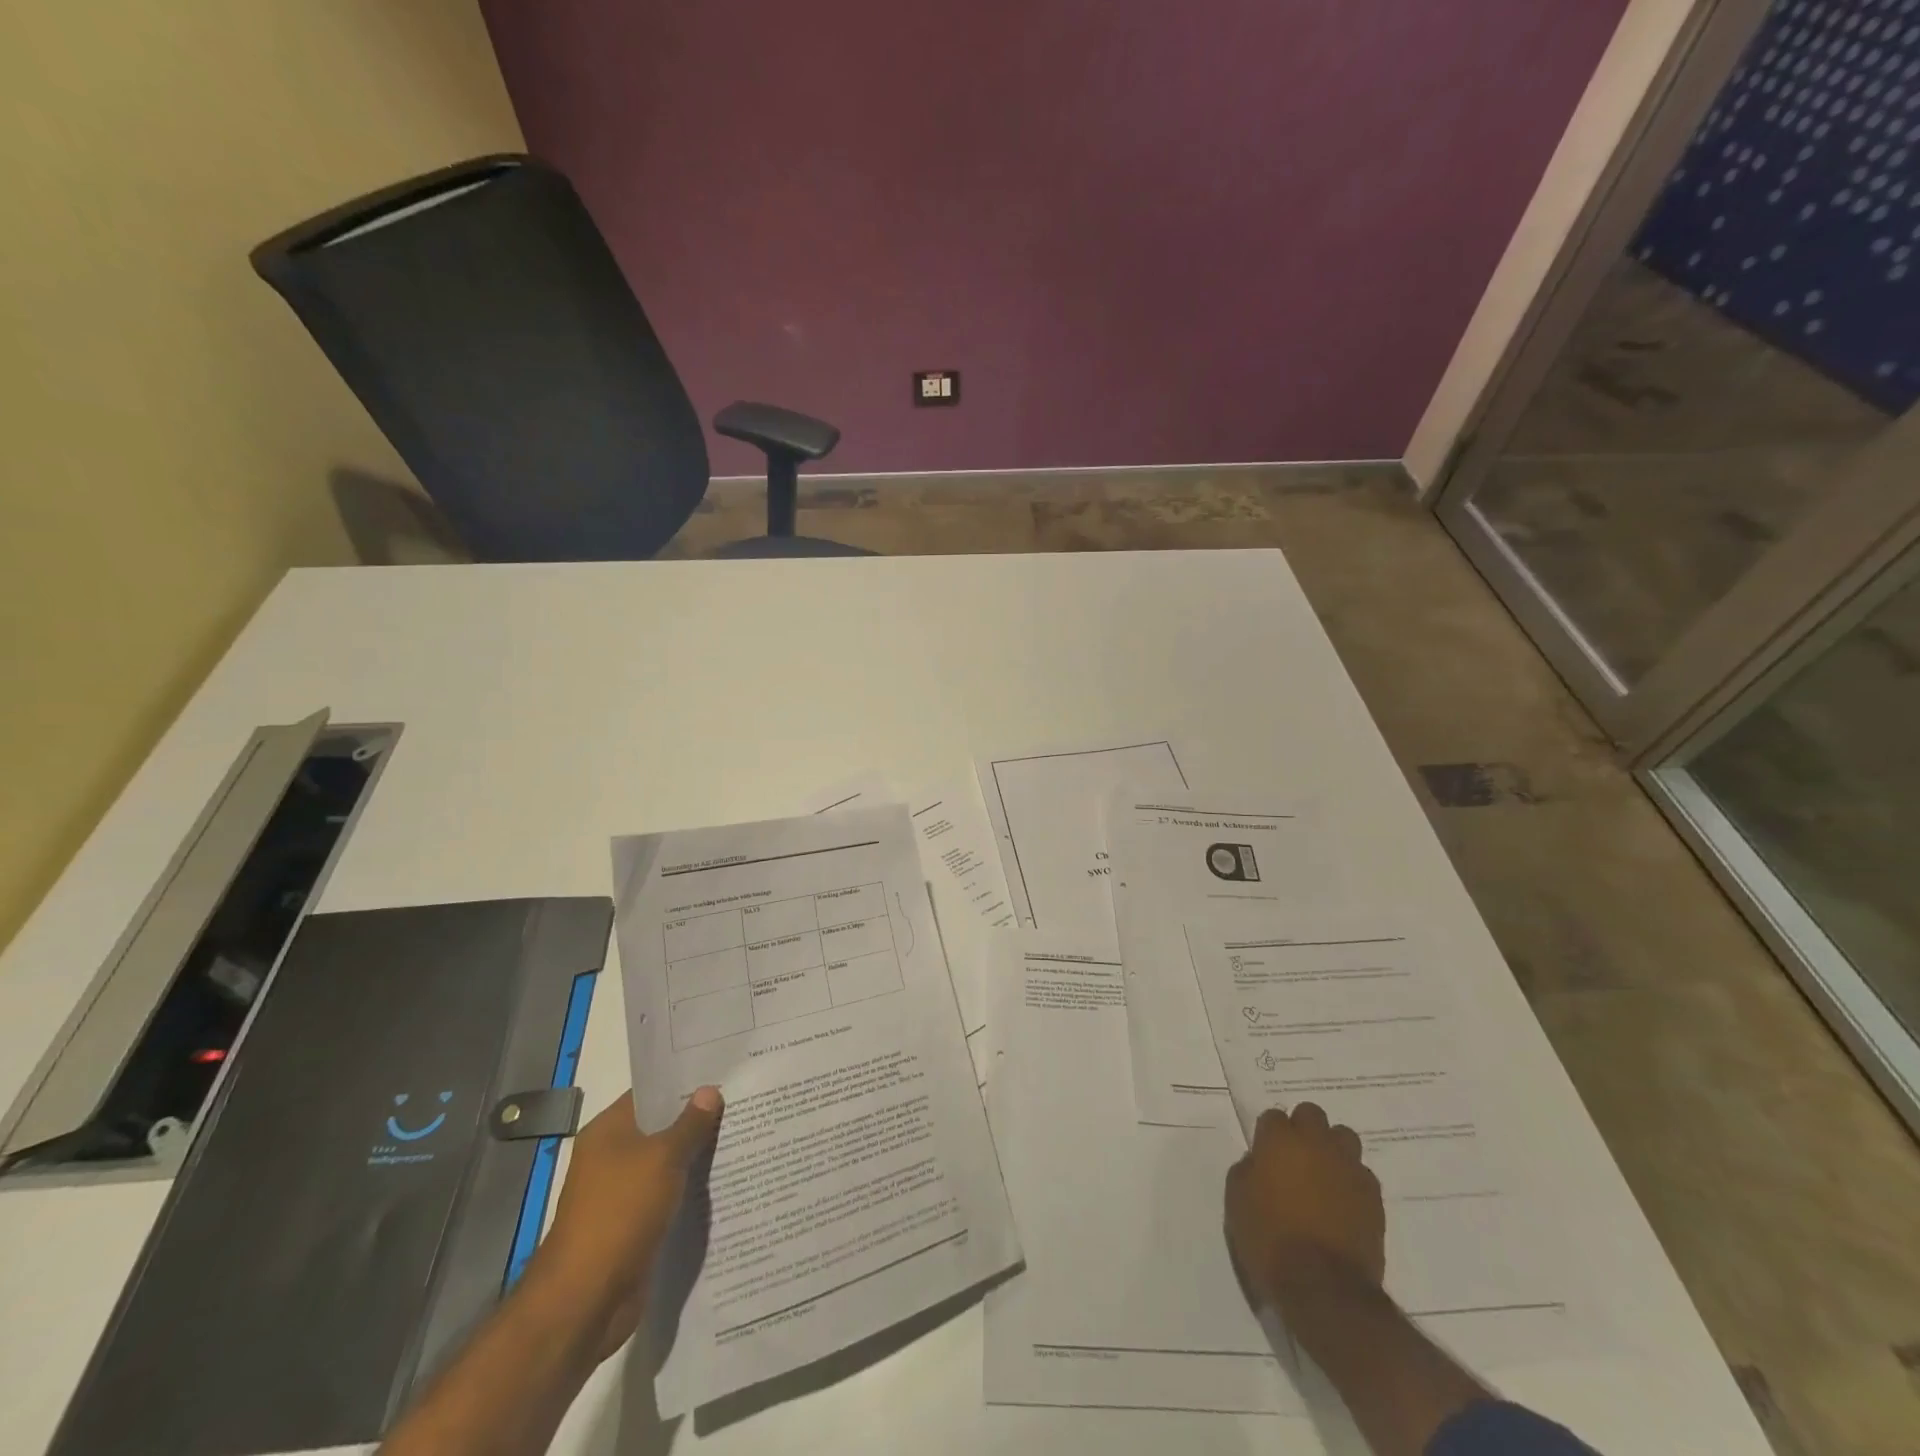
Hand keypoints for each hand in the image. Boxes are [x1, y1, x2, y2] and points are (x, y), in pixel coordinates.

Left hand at [535, 1086, 722, 1359]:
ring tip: (742, 1133)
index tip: (721, 1070)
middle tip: (741, 1099)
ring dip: (697, 1154)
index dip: (683, 1081)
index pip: (650, 1093)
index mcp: (608, 1131)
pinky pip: (669, 1193)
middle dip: (697, 1117)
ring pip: (667, 1162)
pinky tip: (725, 1178)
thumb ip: (690, 1124)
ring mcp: (622, 1192)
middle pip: (661, 1126)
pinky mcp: (635, 1223)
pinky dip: (691, 1187)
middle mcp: (612, 1156)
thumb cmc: (620, 1212)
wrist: (587, 1298)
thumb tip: (710, 1090)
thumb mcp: (662, 1159)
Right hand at [1224, 1101, 1383, 1310]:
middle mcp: (1316, 1143)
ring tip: (1323, 1174)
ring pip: (1344, 1137)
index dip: (1268, 1135)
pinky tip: (1342, 1202)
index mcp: (1280, 1140)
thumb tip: (1258, 1163)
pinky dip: (1351, 1180)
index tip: (1265, 1155)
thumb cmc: (1269, 1240)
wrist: (1324, 1289)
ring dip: (1332, 1148)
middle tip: (1295, 1157)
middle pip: (1312, 1114)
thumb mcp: (1237, 1202)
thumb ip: (1246, 1171)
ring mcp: (1348, 1168)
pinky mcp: (1373, 1197)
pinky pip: (1362, 1173)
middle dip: (1303, 1129)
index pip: (1273, 1116)